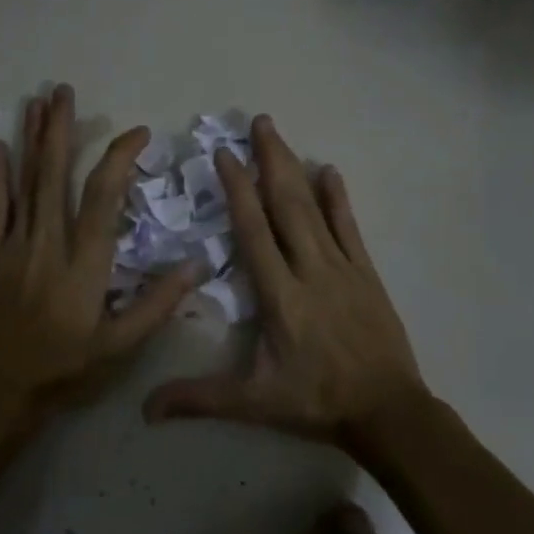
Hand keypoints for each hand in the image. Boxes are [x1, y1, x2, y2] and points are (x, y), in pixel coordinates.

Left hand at [0, 84, 203, 425]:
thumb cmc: (63, 371)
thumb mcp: (120, 348)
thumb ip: (157, 305)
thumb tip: (194, 265)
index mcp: (84, 262)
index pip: (104, 195)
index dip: (119, 157)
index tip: (136, 133)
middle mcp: (48, 242)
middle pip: (55, 174)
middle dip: (60, 129)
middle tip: (62, 90)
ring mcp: (12, 246)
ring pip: (24, 182)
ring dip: (30, 139)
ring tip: (35, 101)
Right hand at [143, 115, 429, 449]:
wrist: (388, 412)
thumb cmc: (316, 403)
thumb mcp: (254, 404)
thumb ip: (200, 399)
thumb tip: (145, 410)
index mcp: (279, 296)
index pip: (253, 232)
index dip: (237, 190)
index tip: (225, 155)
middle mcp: (309, 270)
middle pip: (285, 205)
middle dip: (269, 160)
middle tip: (257, 122)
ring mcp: (342, 268)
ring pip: (314, 209)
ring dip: (295, 168)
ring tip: (279, 134)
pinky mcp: (366, 273)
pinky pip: (349, 227)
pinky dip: (338, 198)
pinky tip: (330, 170)